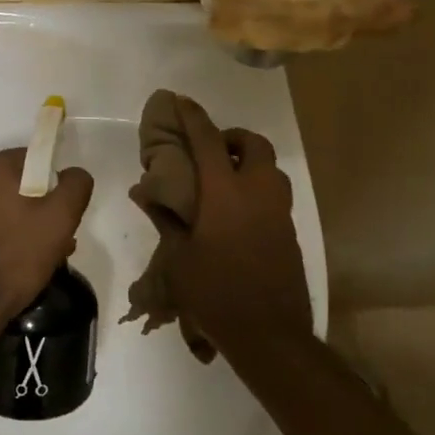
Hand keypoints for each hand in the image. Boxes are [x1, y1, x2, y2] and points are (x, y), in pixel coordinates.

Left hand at [0, 148, 93, 336]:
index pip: (34, 160)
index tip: (61, 217)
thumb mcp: (60, 219)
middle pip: (15, 184)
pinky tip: (10, 263)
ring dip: (20, 223)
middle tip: (54, 242)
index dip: (53, 187)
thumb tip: (73, 173)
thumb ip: (75, 185)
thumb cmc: (14, 258)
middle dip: (38, 208)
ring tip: (36, 258)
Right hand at [166, 98, 311, 348]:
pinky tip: (237, 212)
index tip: (181, 101)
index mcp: (225, 193)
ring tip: (223, 179)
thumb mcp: (179, 258)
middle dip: (232, 137)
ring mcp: (279, 211)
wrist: (269, 334)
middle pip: (253, 144)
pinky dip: (257, 187)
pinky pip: (275, 194)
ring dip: (249, 161)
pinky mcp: (290, 231)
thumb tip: (145, 193)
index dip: (193, 117)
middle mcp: (257, 192)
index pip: (208, 140)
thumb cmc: (215, 293)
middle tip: (211, 150)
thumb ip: (165, 220)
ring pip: (270, 168)